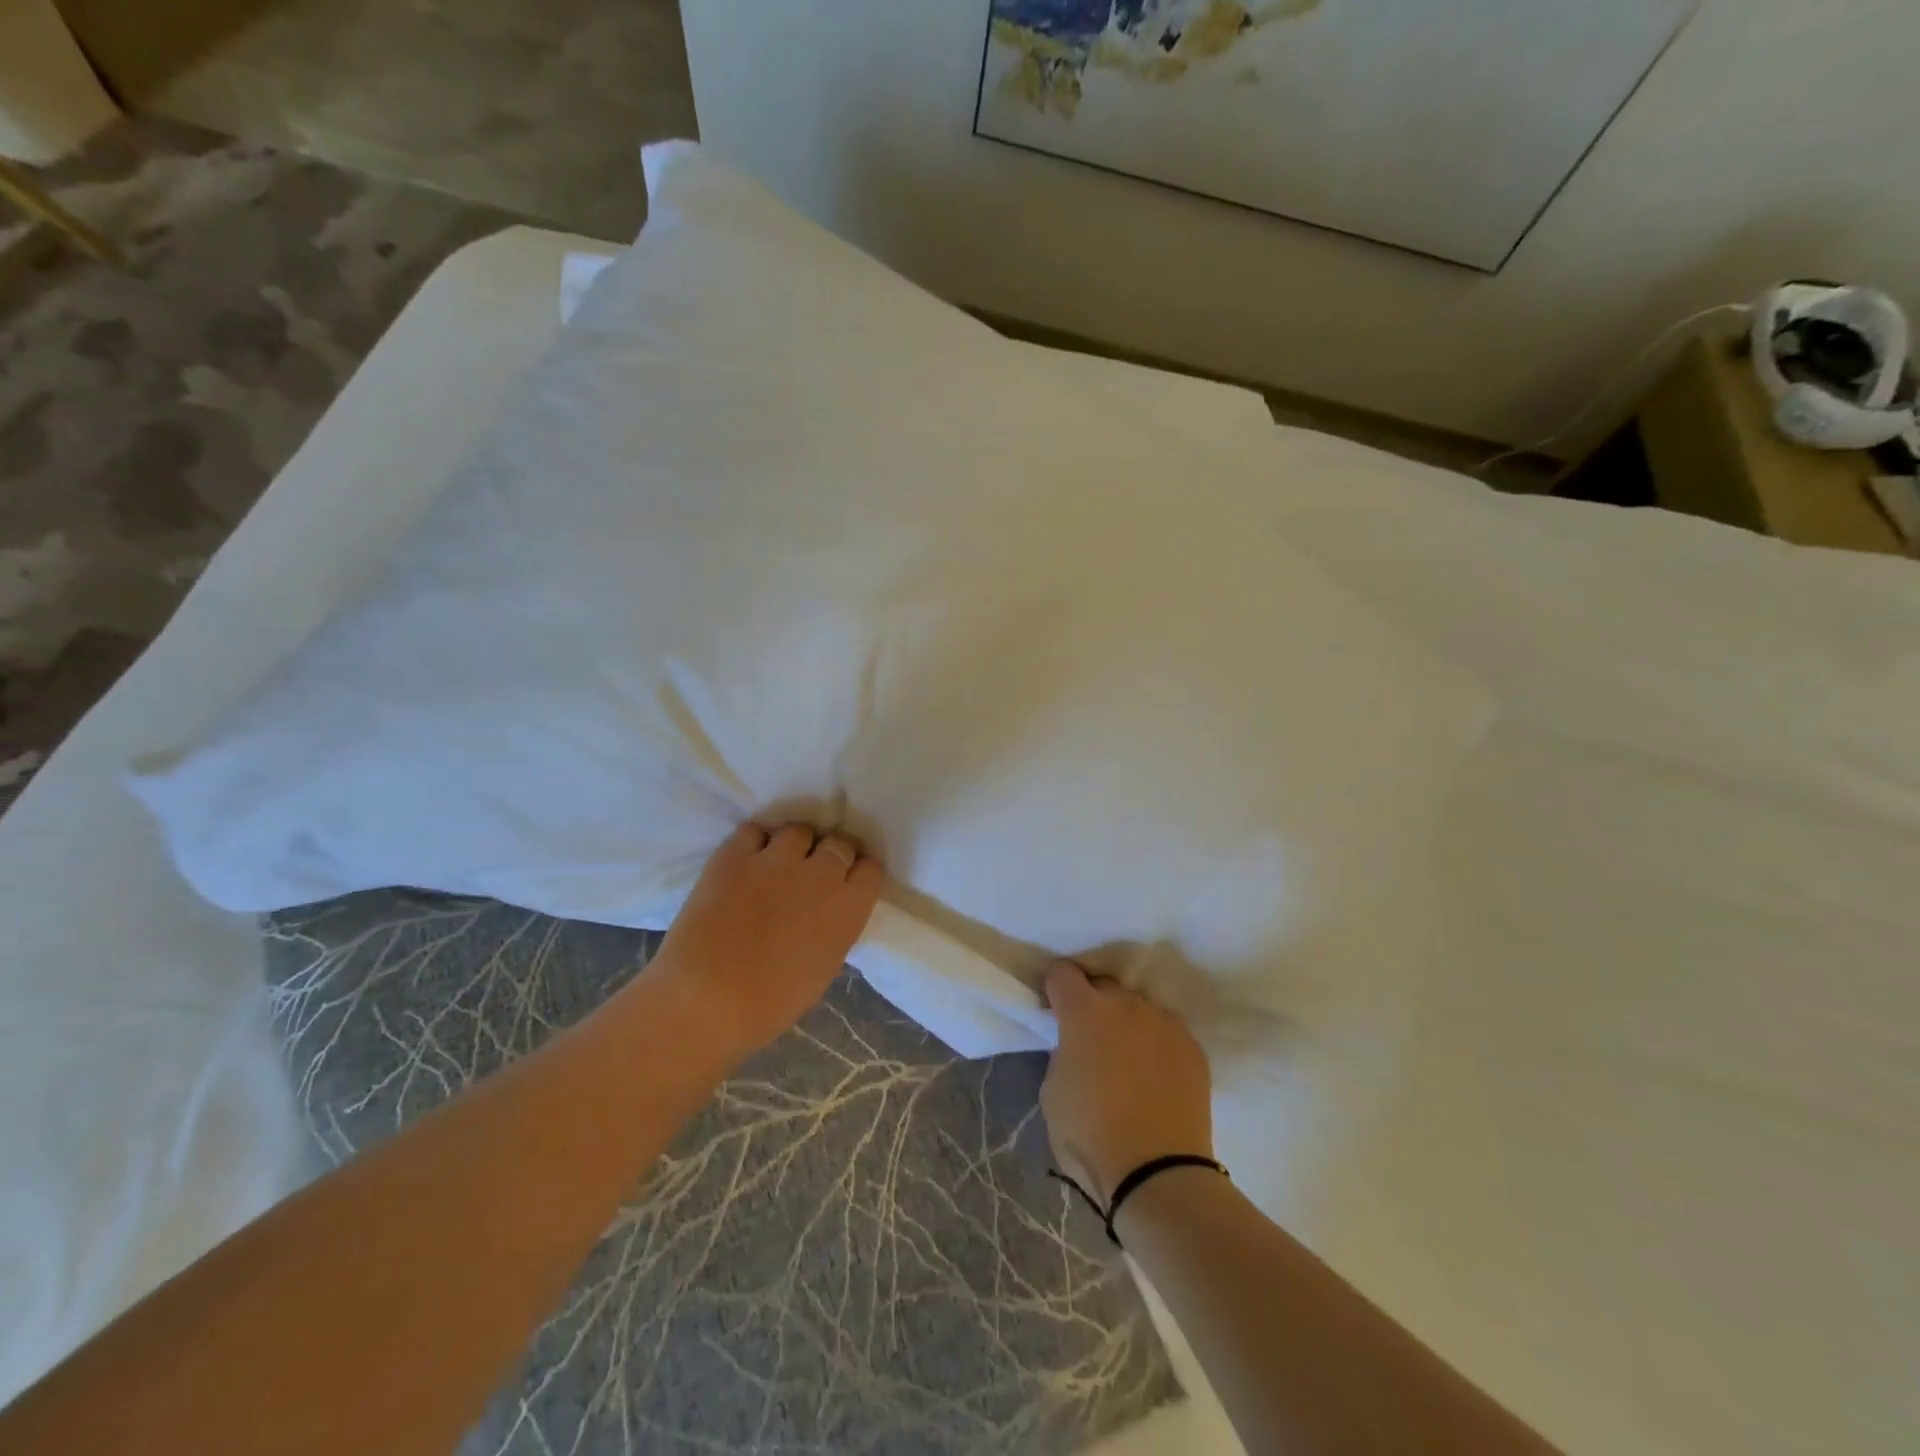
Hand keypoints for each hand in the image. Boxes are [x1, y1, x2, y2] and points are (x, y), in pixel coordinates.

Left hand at [642, 822, 883, 1065]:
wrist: (703, 1000)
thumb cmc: (769, 1004)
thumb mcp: (822, 969)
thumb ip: (834, 930)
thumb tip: (828, 914)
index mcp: (848, 908)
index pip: (870, 868)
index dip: (859, 872)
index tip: (849, 880)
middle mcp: (820, 874)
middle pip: (839, 842)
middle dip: (832, 853)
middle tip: (816, 870)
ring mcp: (776, 859)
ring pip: (798, 832)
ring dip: (795, 845)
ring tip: (780, 862)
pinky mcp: (735, 854)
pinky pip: (754, 831)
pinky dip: (755, 843)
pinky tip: (748, 860)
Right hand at [1040, 961, 1213, 1204]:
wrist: (1159, 1173)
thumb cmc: (1090, 1134)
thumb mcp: (1053, 1091)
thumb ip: (1063, 1053)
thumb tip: (1076, 1046)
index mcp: (1084, 1012)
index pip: (1062, 973)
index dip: (1055, 987)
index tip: (1054, 1008)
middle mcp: (1126, 1004)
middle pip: (1103, 985)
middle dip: (1092, 1002)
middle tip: (1089, 1036)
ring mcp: (1164, 1022)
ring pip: (1138, 1007)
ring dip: (1127, 1022)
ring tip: (1127, 1057)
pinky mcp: (1193, 1047)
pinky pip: (1166, 1032)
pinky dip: (1156, 1044)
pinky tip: (1155, 1075)